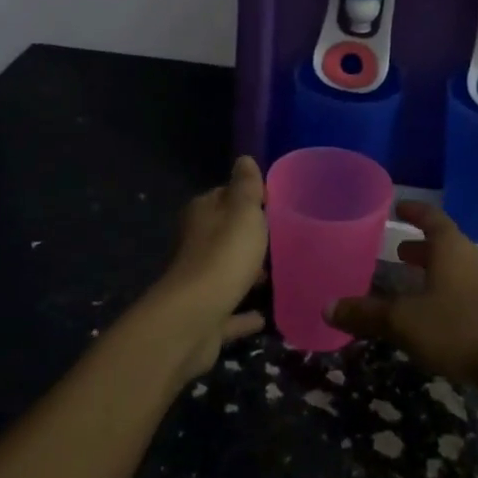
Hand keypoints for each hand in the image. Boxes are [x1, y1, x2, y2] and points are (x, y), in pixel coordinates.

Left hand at [149, 157, 269, 381]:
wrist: (194, 318)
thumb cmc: (224, 255)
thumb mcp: (243, 211)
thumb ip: (246, 186)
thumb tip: (243, 159)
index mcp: (202, 213)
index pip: (225, 196)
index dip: (248, 198)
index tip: (275, 205)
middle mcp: (195, 243)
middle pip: (224, 233)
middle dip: (248, 236)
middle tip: (282, 239)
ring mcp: (198, 281)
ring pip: (226, 270)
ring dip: (246, 272)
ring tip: (276, 274)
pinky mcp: (205, 314)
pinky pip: (230, 309)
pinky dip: (243, 312)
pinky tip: (263, 316)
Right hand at [326, 201, 477, 388]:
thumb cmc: (459, 329)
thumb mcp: (404, 322)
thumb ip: (366, 314)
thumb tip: (326, 307)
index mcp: (450, 249)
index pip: (431, 218)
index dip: (414, 211)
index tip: (397, 207)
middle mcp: (470, 260)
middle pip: (444, 243)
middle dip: (420, 246)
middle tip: (396, 249)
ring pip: (454, 269)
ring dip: (432, 271)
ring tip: (409, 280)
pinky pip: (464, 292)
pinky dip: (444, 293)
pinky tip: (432, 315)